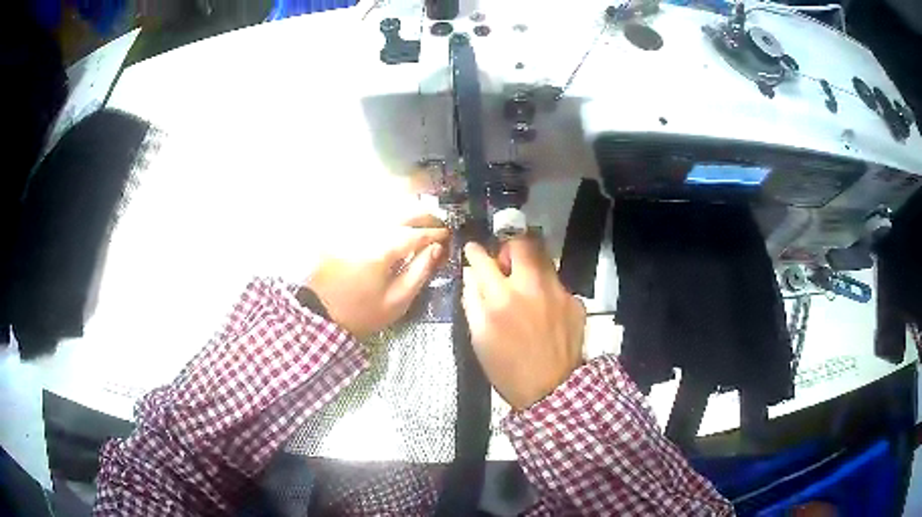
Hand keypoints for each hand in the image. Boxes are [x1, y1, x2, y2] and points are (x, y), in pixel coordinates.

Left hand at [307, 216, 447, 337]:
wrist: (321, 314)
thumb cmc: (362, 313)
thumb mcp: (397, 301)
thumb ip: (419, 272)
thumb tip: (436, 249)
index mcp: (383, 251)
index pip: (416, 234)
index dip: (435, 233)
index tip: (448, 235)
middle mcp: (369, 232)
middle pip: (402, 214)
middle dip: (424, 216)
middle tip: (439, 223)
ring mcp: (355, 230)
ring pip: (387, 211)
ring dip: (408, 213)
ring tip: (423, 222)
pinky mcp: (345, 233)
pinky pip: (373, 218)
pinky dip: (390, 218)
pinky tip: (398, 225)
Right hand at [462, 236, 585, 410]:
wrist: (551, 389)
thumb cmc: (507, 368)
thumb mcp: (479, 338)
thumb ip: (472, 301)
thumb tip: (471, 275)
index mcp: (501, 299)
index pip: (483, 260)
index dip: (475, 252)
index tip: (473, 251)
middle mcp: (531, 287)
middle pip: (521, 244)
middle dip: (508, 247)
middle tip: (505, 264)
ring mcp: (557, 292)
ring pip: (543, 259)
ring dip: (530, 265)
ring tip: (525, 285)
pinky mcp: (575, 301)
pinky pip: (557, 283)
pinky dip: (547, 290)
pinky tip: (544, 310)